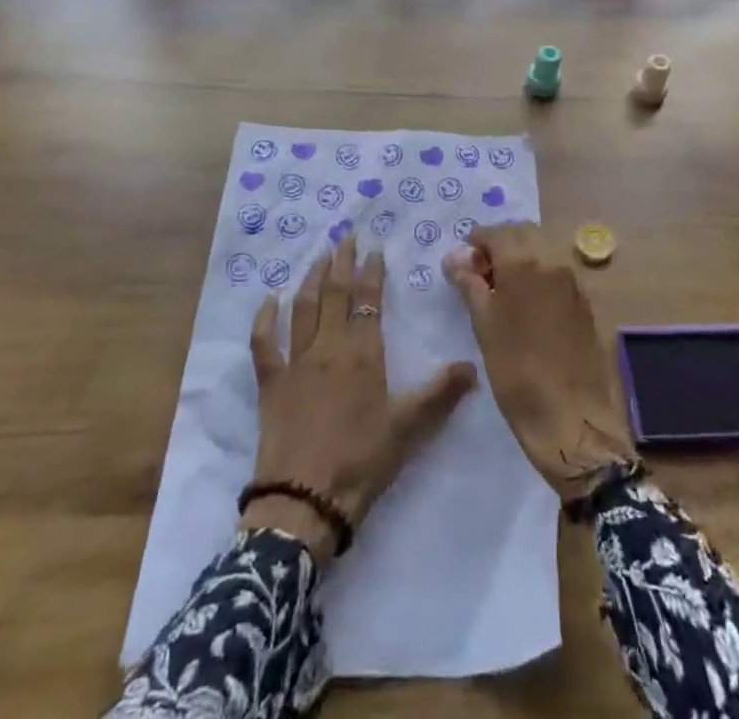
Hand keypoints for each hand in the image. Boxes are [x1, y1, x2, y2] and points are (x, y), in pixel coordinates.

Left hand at [246, 234, 476, 562]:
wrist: (304, 501)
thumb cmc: (361, 462)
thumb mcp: (408, 428)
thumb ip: (440, 393)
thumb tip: (473, 365)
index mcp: (363, 355)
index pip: (368, 302)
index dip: (371, 273)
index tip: (374, 249)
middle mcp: (328, 348)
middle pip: (334, 294)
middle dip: (340, 262)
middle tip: (345, 236)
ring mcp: (296, 363)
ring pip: (303, 308)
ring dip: (310, 279)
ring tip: (318, 257)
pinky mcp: (271, 383)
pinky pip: (264, 343)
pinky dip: (265, 318)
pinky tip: (270, 299)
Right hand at [443, 223, 636, 503]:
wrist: (572, 420)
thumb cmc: (518, 373)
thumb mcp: (484, 327)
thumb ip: (470, 284)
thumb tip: (456, 257)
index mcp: (525, 263)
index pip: (496, 232)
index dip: (476, 242)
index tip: (462, 262)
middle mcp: (553, 262)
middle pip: (523, 234)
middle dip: (500, 245)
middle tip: (480, 274)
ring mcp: (574, 281)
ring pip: (543, 251)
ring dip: (521, 259)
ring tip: (501, 291)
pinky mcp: (586, 303)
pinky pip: (557, 273)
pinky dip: (539, 275)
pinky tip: (527, 305)